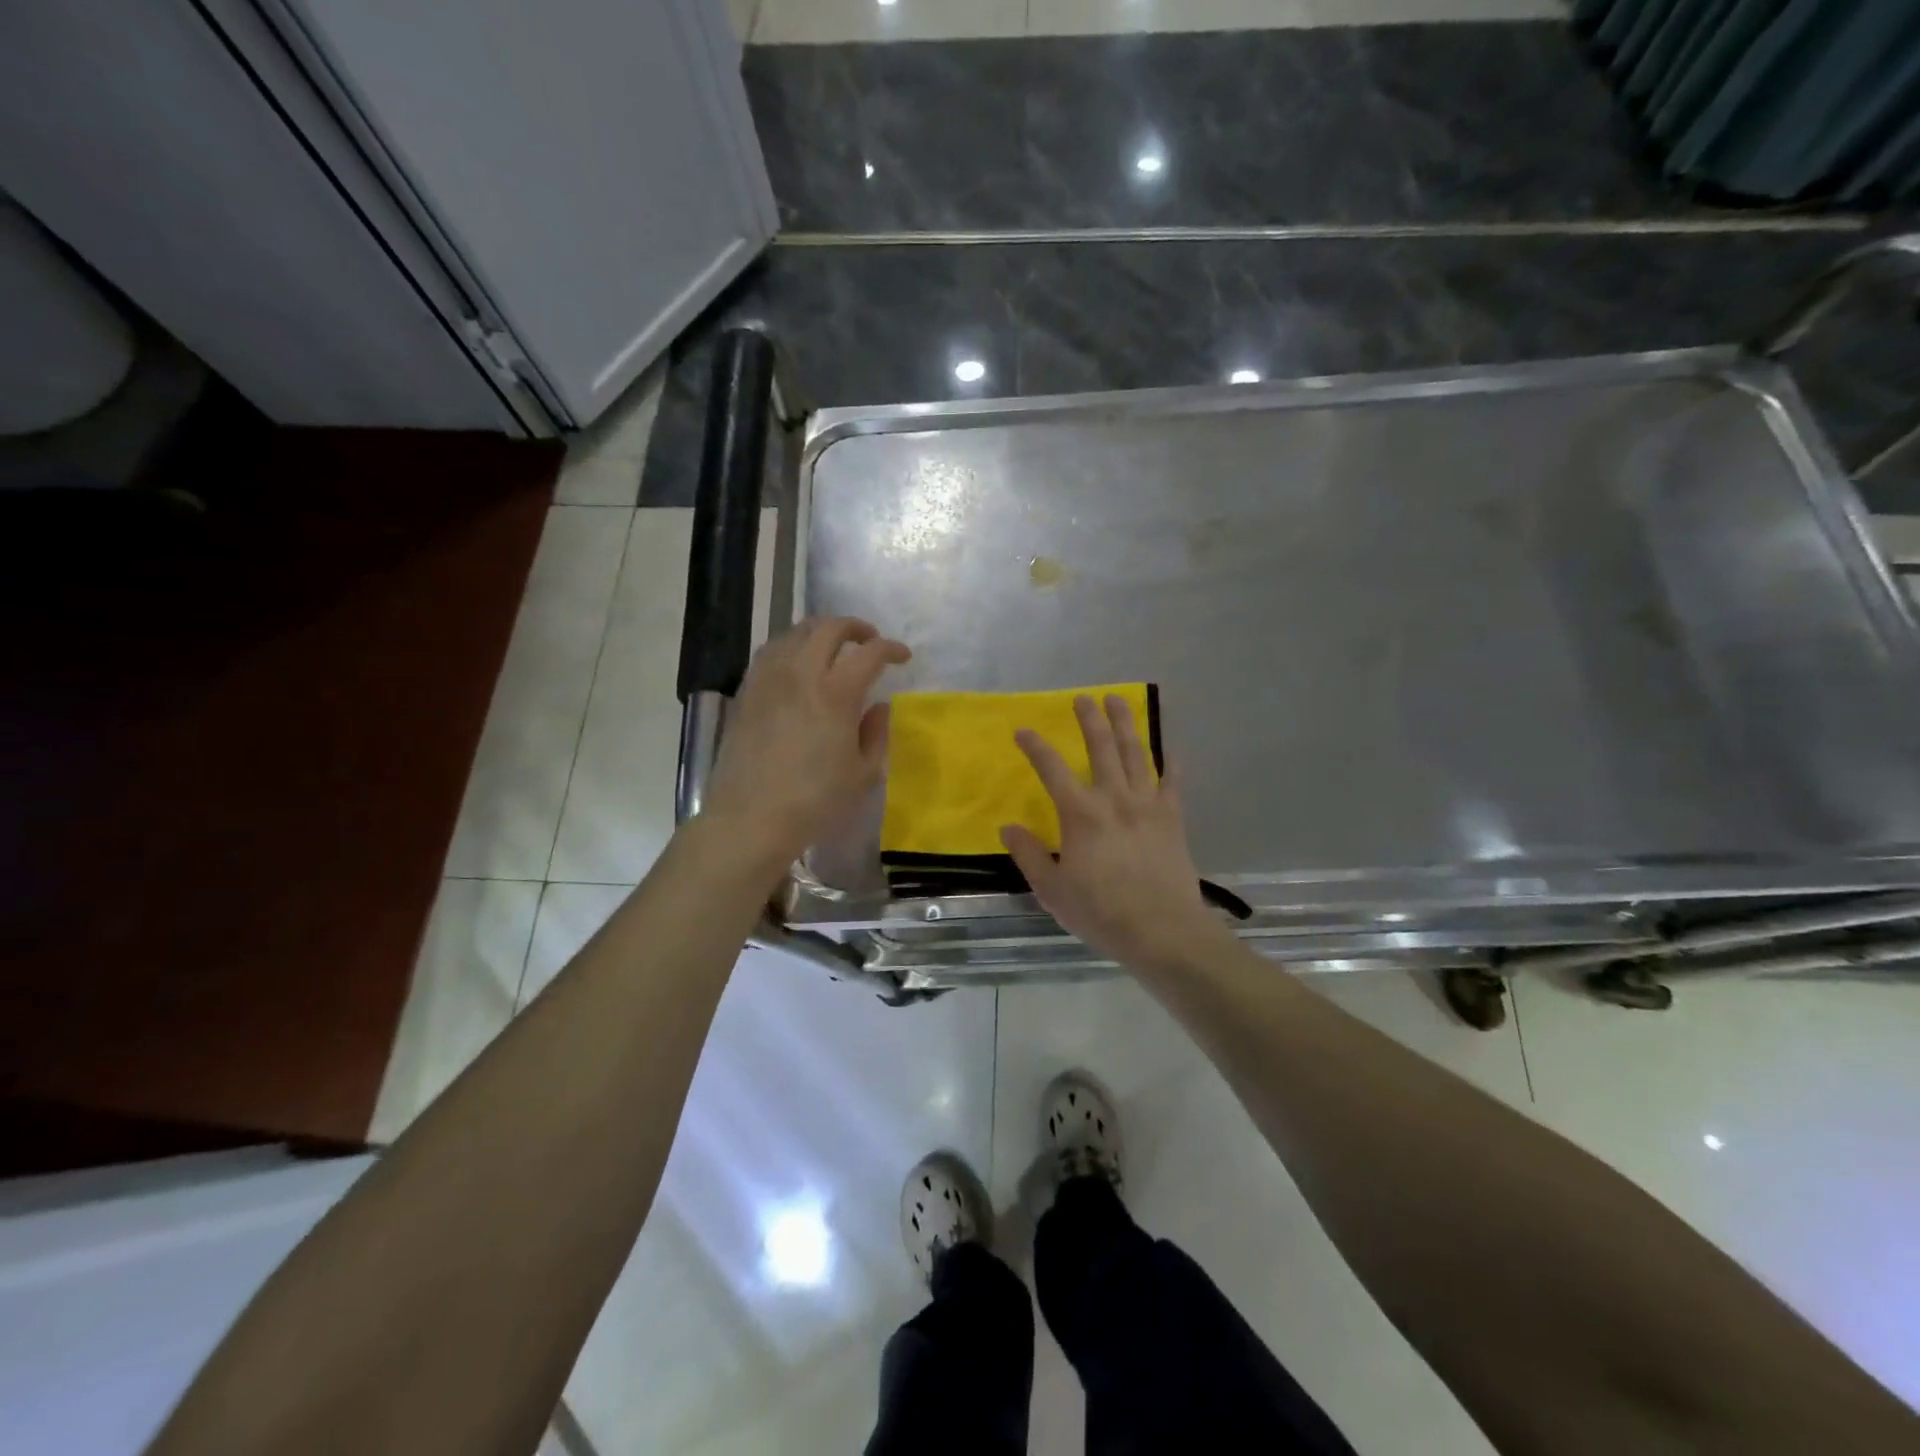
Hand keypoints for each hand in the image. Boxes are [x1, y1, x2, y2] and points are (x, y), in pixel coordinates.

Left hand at [701, 617, 909, 866]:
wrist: (751, 818)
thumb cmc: (815, 802)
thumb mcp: (862, 774)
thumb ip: (876, 734)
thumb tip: (879, 707)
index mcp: (836, 693)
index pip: (870, 653)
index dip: (891, 649)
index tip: (902, 657)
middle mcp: (801, 674)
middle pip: (828, 628)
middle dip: (855, 627)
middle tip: (869, 641)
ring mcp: (769, 680)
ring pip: (795, 633)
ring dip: (820, 632)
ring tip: (832, 648)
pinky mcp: (747, 692)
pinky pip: (771, 652)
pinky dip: (791, 647)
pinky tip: (797, 664)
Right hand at [999, 694, 1229, 970]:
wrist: (1162, 931)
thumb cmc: (1101, 912)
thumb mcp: (1052, 890)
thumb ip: (1030, 855)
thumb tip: (1008, 827)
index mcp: (1081, 814)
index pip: (1052, 769)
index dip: (1035, 747)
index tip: (1023, 730)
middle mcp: (1114, 798)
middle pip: (1100, 747)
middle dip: (1089, 719)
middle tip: (1083, 698)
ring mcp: (1148, 804)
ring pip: (1136, 753)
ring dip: (1126, 724)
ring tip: (1119, 701)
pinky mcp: (1173, 818)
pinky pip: (1173, 781)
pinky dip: (1172, 762)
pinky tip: (1170, 747)